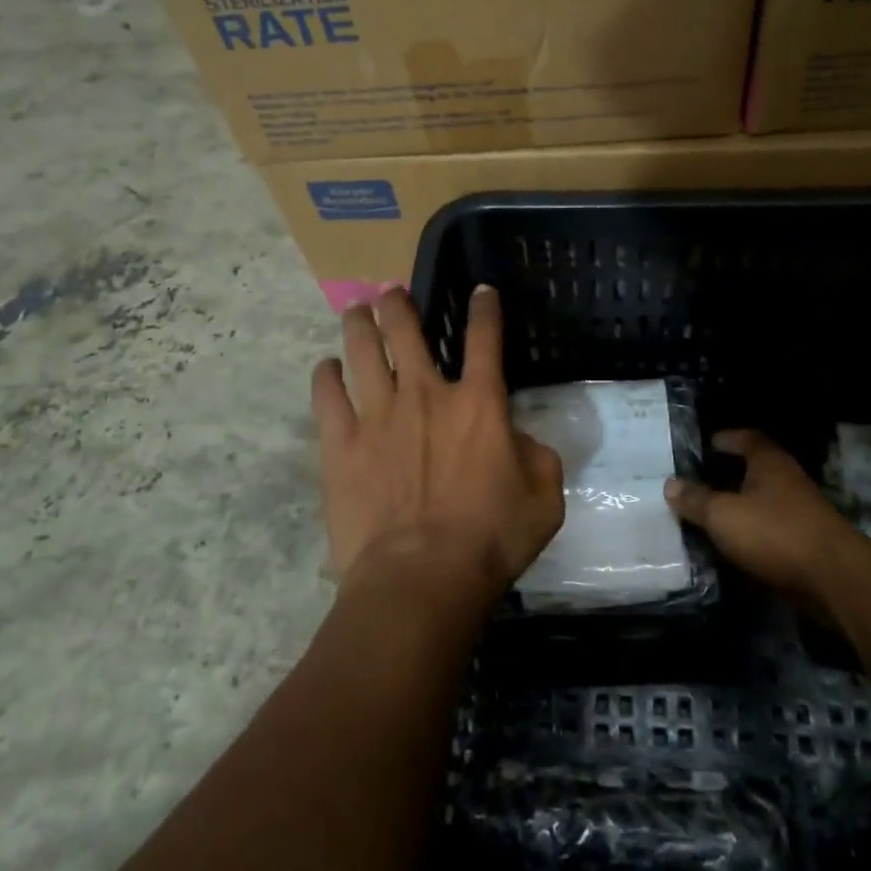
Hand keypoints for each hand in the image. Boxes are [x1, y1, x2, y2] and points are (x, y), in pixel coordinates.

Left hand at [311, 286, 563, 604]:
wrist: (420, 580)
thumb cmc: (490, 540)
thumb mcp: (544, 499)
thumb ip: (538, 457)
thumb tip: (516, 439)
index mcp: (478, 403)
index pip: (485, 339)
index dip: (485, 309)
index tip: (480, 290)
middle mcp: (425, 395)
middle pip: (406, 331)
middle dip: (398, 304)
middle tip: (390, 292)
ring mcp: (377, 416)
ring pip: (363, 351)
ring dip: (359, 325)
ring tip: (356, 311)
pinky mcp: (341, 444)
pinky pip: (327, 397)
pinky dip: (325, 377)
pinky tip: (326, 367)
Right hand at [666, 430, 854, 603]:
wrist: (835, 581)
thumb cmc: (775, 533)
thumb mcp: (723, 515)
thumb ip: (695, 500)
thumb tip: (670, 484)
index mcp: (769, 462)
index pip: (746, 438)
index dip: (725, 439)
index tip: (703, 446)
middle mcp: (787, 480)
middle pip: (754, 471)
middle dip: (726, 477)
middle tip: (695, 484)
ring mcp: (800, 513)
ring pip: (761, 504)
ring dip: (738, 510)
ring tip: (706, 518)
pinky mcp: (806, 545)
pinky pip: (770, 533)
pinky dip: (751, 537)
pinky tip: (730, 548)